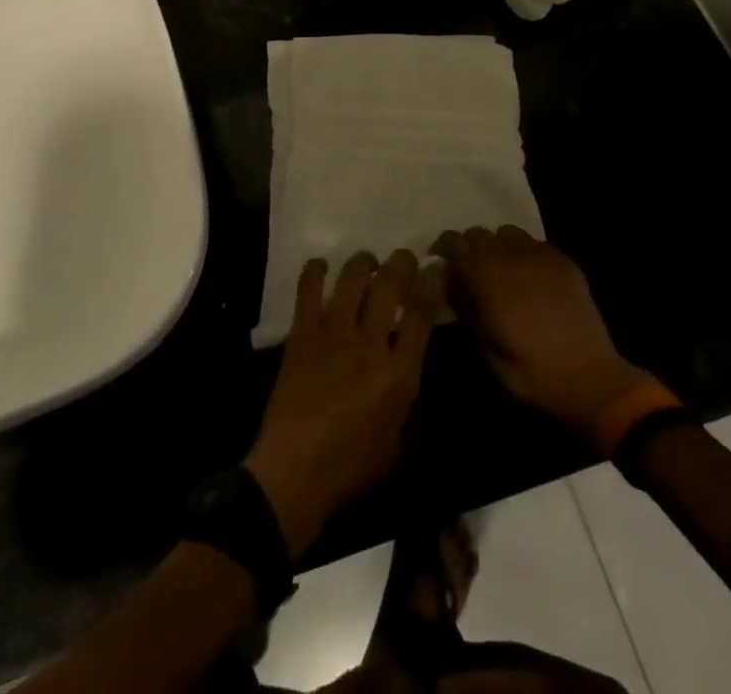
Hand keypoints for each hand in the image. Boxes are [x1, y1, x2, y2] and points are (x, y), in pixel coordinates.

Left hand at [244, 250, 440, 557]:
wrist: (294, 473)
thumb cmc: (352, 467)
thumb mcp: (399, 443)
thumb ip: (412, 401)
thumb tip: (416, 366)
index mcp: (399, 374)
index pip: (421, 313)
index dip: (432, 282)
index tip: (436, 266)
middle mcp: (369, 344)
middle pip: (389, 285)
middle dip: (401, 262)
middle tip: (403, 257)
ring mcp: (332, 334)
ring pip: (352, 279)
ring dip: (363, 262)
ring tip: (367, 261)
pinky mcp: (302, 334)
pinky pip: (308, 290)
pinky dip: (315, 271)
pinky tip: (322, 266)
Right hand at [432, 227, 651, 446]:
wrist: (593, 381)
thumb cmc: (533, 374)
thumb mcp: (486, 351)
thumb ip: (465, 310)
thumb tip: (449, 284)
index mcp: (489, 279)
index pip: (456, 242)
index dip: (445, 249)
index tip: (442, 264)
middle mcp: (513, 258)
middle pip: (480, 233)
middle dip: (470, 248)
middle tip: (471, 272)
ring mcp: (542, 256)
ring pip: (508, 233)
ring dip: (499, 247)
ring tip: (503, 272)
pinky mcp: (565, 262)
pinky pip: (535, 244)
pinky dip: (525, 254)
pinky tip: (531, 279)